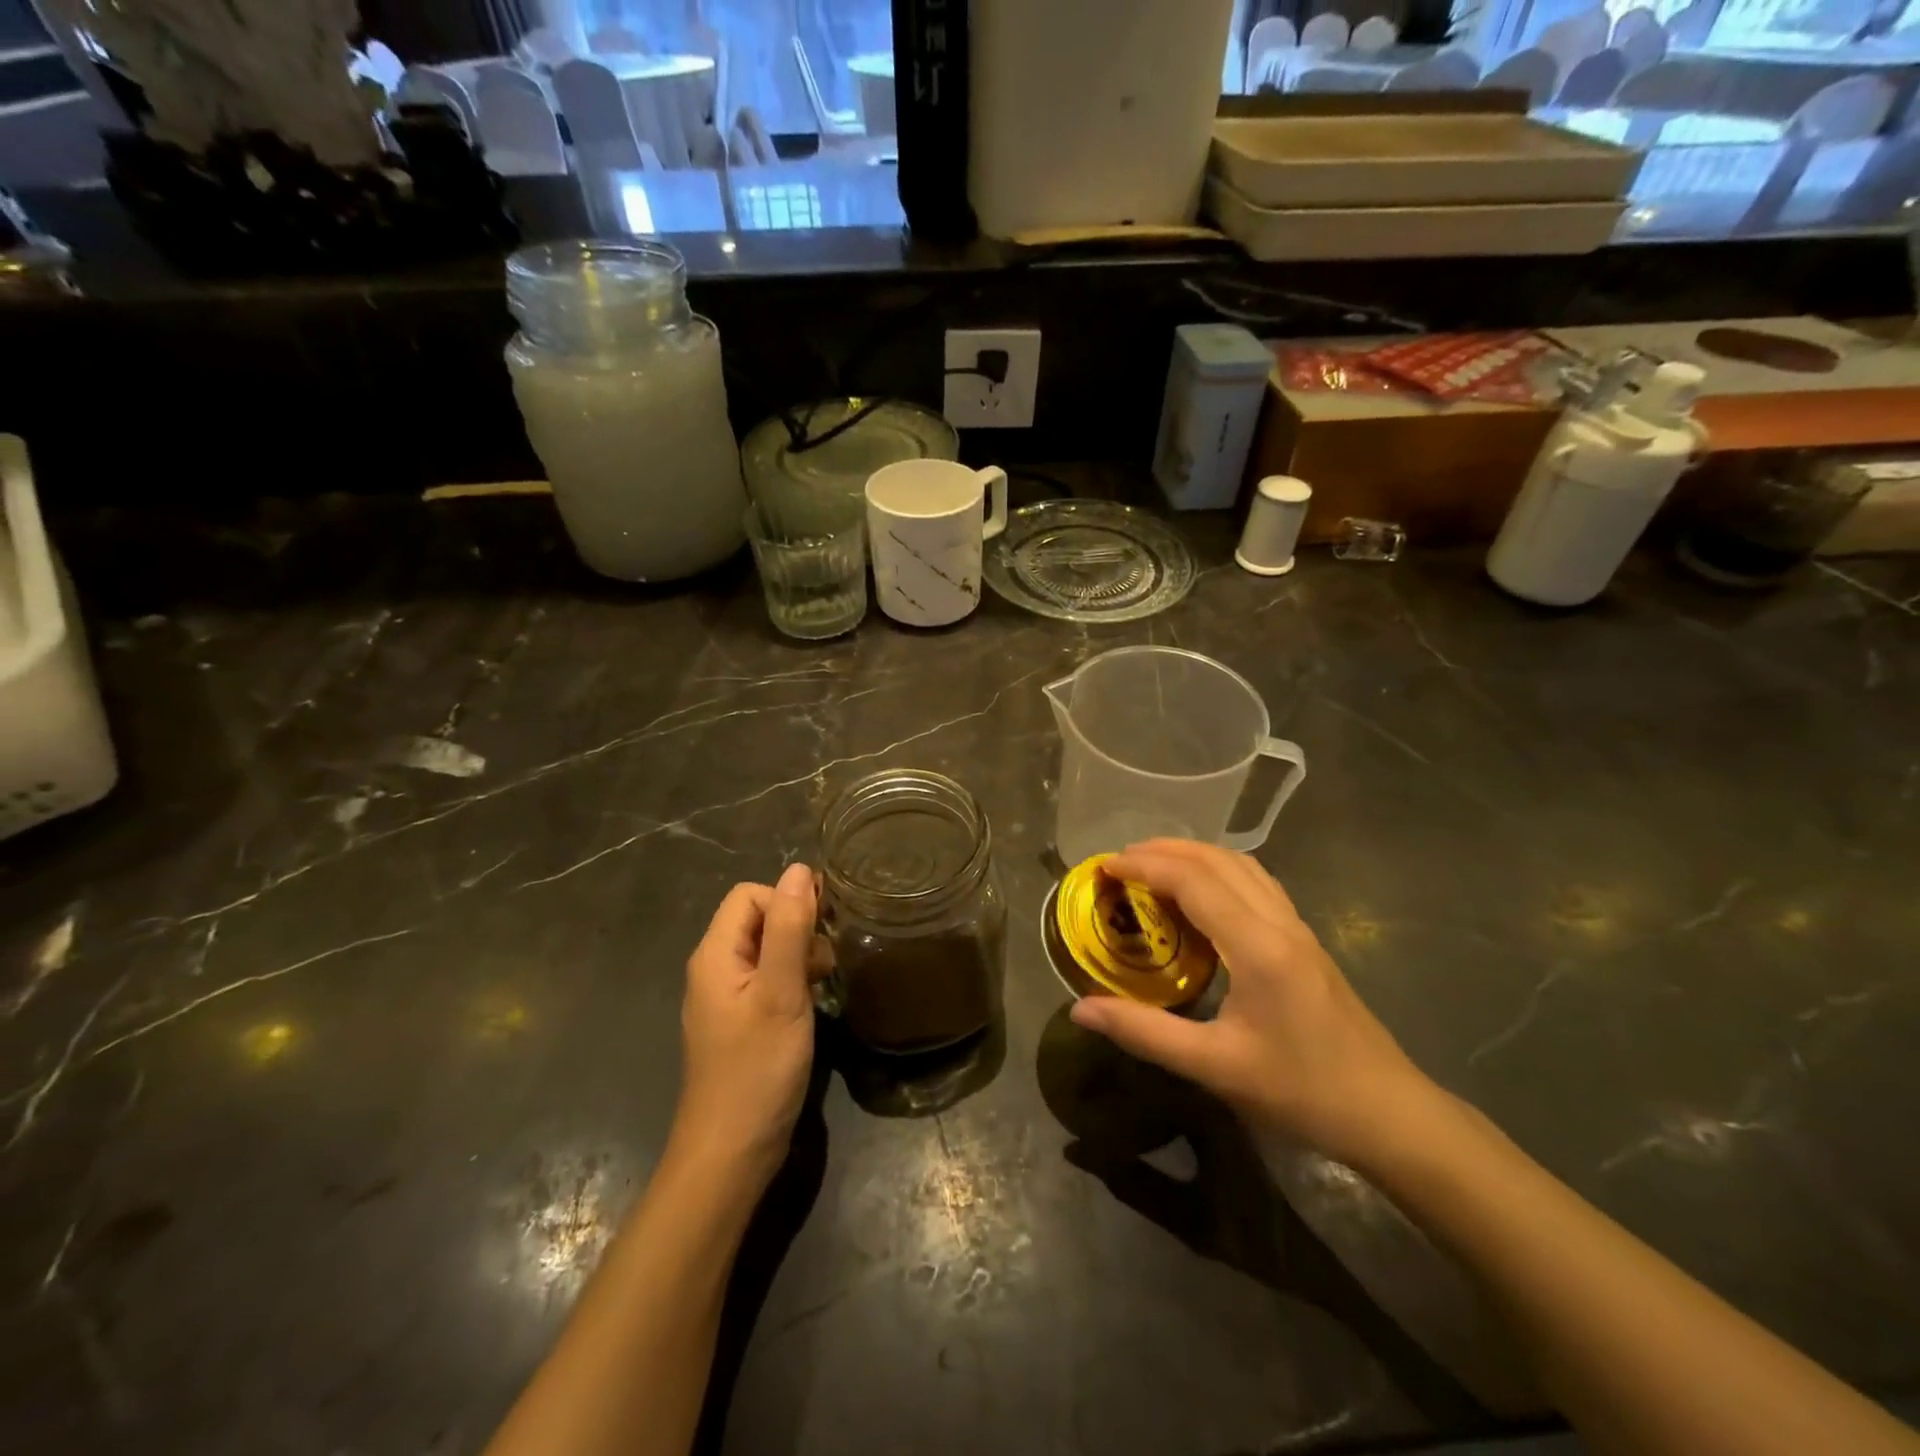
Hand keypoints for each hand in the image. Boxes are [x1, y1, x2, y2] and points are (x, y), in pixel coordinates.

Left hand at [672, 863, 824, 1189]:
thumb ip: (789, 929)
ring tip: (823, 983)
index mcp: (715, 954)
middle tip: (826, 962)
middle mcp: (714, 969)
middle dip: (797, 927)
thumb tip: (799, 870)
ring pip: (766, 949)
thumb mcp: (780, 992)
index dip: (787, 902)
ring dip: (798, 954)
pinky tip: (811, 1004)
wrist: (730, 1154)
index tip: (820, 932)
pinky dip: (792, 980)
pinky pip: (766, 979)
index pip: (750, 895)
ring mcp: (725, 998)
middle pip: (757, 919)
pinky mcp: (739, 1022)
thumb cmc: (756, 1068)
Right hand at [1069, 840, 1437, 1171]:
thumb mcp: (1215, 1067)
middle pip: (1218, 860)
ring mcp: (1298, 928)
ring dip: (1194, 855)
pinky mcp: (1305, 940)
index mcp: (1257, 946)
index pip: (1194, 881)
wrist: (1389, 1113)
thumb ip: (1144, 1033)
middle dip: (1164, 850)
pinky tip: (1202, 894)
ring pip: (1242, 866)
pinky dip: (1219, 871)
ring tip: (1153, 866)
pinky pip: (1257, 883)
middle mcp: (1279, 922)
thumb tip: (1080, 1009)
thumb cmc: (1301, 1091)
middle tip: (1119, 862)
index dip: (1145, 866)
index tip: (1104, 867)